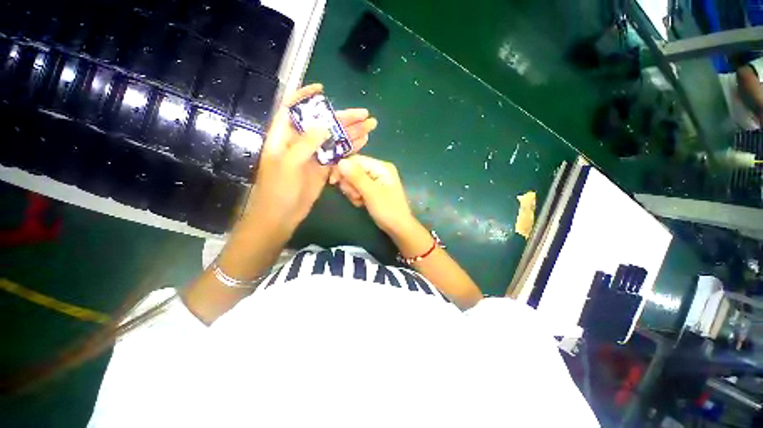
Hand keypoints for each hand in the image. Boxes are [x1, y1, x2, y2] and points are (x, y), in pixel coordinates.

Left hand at [245, 84, 376, 233]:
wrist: (282, 214)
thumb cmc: (278, 189)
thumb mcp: (289, 163)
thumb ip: (305, 143)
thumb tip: (325, 125)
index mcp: (285, 136)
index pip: (294, 108)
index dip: (306, 96)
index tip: (323, 90)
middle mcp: (300, 142)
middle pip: (323, 123)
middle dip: (343, 117)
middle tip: (364, 114)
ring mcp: (314, 155)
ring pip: (334, 139)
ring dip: (352, 132)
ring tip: (370, 126)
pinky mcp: (324, 168)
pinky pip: (338, 154)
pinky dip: (350, 148)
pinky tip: (363, 142)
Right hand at [336, 155, 417, 235]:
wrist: (398, 228)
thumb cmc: (388, 210)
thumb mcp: (371, 193)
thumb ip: (356, 177)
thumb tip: (340, 161)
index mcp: (381, 167)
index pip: (355, 160)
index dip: (342, 168)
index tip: (333, 181)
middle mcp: (378, 170)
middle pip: (353, 170)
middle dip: (350, 184)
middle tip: (356, 196)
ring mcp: (375, 180)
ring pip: (353, 180)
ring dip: (353, 192)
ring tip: (360, 201)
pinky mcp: (373, 189)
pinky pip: (358, 188)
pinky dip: (357, 196)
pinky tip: (362, 204)